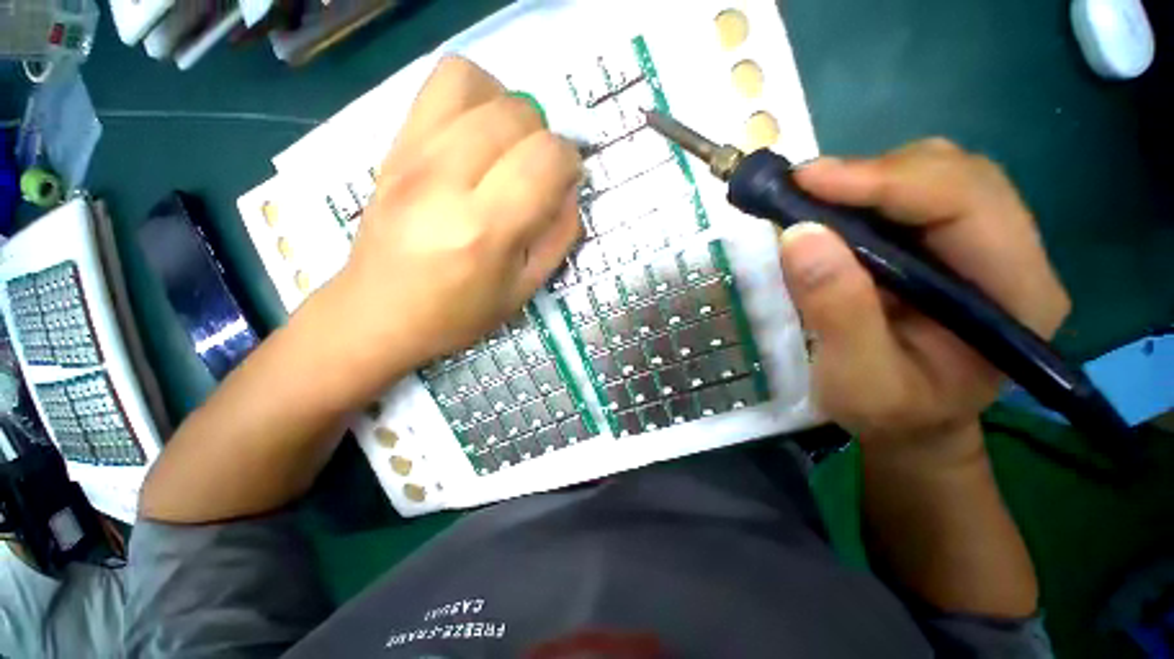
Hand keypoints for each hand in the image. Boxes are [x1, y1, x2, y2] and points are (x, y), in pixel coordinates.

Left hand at [324, 56, 581, 383]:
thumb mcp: (525, 288)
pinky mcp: (393, 145)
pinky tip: (478, 133)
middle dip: (543, 137)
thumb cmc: (459, 313)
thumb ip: (559, 236)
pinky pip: (439, 84)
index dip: (569, 162)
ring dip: (509, 110)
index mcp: (485, 229)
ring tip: (508, 147)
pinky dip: (474, 95)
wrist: (379, 313)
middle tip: (537, 172)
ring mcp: (411, 155)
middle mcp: (445, 180)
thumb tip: (570, 188)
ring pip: (476, 83)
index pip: (546, 157)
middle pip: (516, 113)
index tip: (566, 183)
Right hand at [780, 139, 1069, 452]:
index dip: (886, 181)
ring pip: (935, 175)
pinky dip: (865, 193)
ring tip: (812, 202)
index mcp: (1018, 295)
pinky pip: (913, 193)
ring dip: (867, 180)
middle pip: (956, 175)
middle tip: (802, 190)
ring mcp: (985, 242)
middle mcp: (1014, 254)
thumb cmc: (890, 412)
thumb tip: (799, 235)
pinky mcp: (950, 242)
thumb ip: (837, 312)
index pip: (967, 203)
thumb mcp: (858, 380)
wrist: (911, 421)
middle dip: (874, 174)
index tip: (807, 182)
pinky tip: (833, 213)